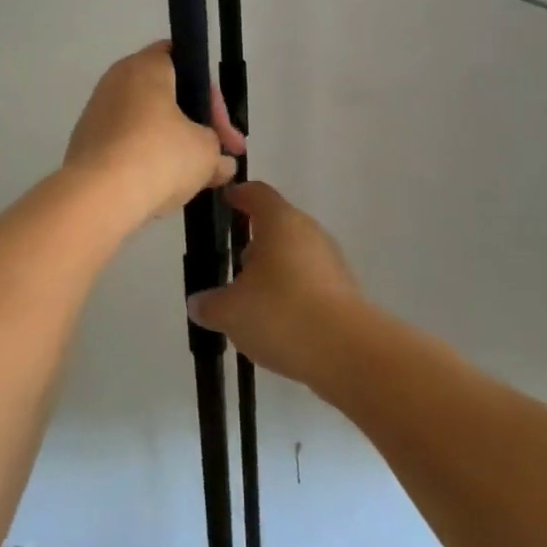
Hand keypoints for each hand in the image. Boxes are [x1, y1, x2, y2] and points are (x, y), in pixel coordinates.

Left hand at [64, 41, 244, 221]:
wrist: (97, 197)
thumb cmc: (159, 156)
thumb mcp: (206, 152)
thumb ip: (219, 151)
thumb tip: (223, 163)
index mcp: (146, 67)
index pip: (183, 59)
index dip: (210, 94)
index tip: (225, 131)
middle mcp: (117, 81)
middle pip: (166, 94)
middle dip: (196, 124)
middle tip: (219, 155)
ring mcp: (97, 112)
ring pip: (146, 121)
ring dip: (172, 144)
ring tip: (195, 176)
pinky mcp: (86, 143)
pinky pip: (126, 142)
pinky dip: (146, 157)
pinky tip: (163, 184)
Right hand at [187, 181, 363, 385]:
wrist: (348, 352)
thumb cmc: (281, 313)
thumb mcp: (230, 312)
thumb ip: (210, 304)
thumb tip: (198, 302)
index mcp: (280, 222)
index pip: (257, 194)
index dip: (239, 195)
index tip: (226, 200)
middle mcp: (309, 232)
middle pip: (277, 226)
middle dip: (254, 243)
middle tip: (232, 264)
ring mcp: (331, 261)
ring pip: (295, 255)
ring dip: (274, 271)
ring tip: (252, 301)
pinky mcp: (345, 290)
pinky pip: (311, 282)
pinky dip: (293, 294)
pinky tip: (279, 323)